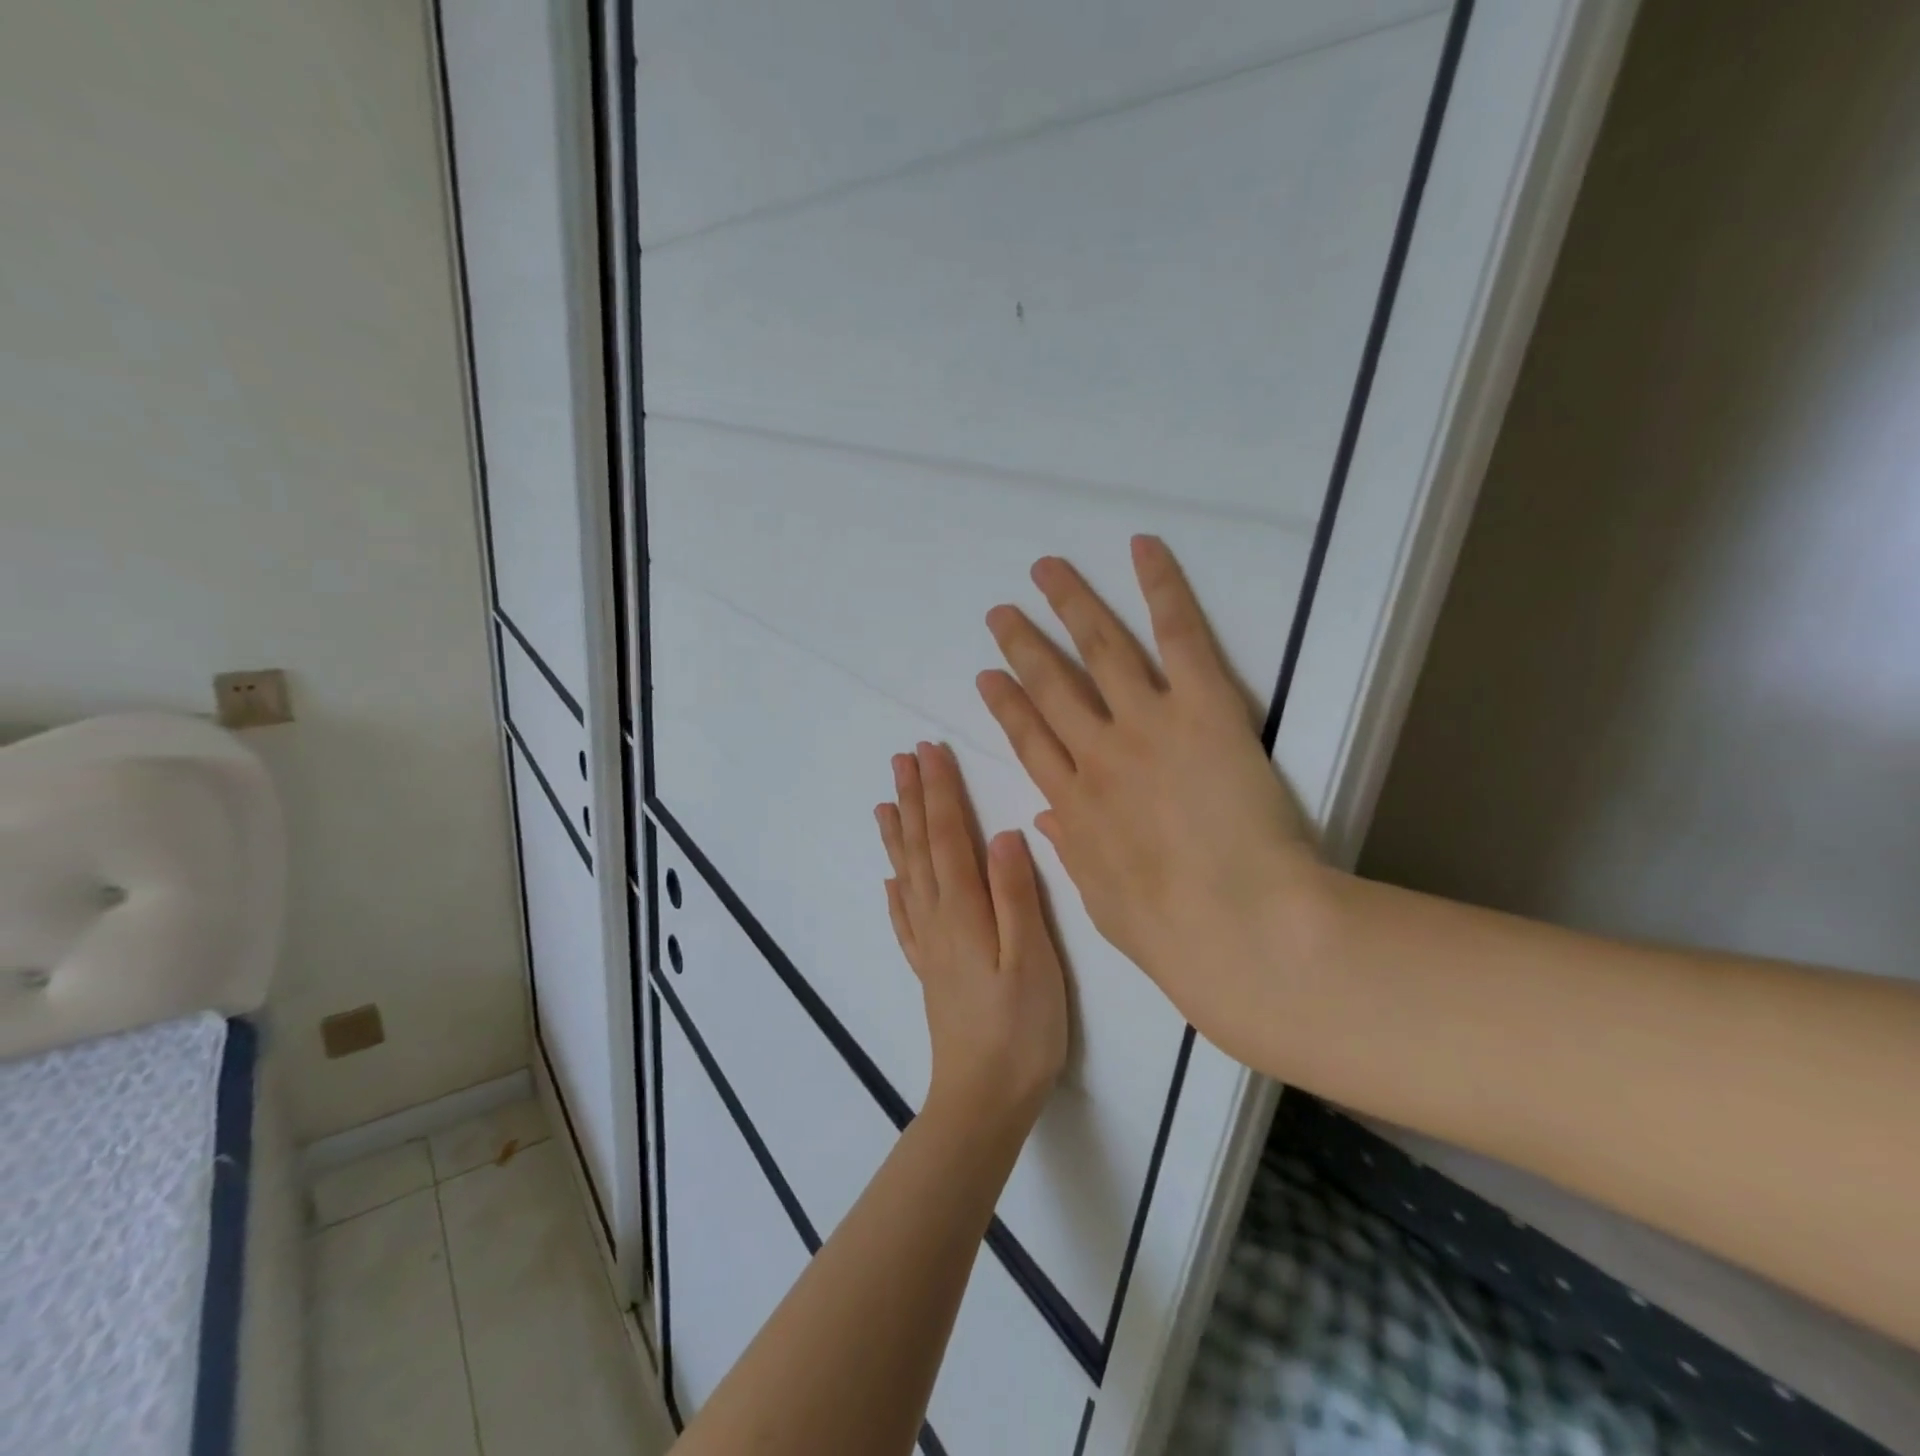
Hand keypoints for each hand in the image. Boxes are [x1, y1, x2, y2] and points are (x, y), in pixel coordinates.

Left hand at [875, 742, 1069, 1133]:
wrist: (983, 1100)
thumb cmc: (1020, 1030)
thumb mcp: (1032, 961)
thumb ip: (1016, 896)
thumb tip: (1002, 833)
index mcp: (965, 910)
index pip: (948, 836)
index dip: (940, 791)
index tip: (930, 751)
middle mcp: (938, 919)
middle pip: (921, 847)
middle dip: (913, 799)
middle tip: (902, 758)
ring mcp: (929, 946)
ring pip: (908, 875)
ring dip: (897, 834)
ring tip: (885, 802)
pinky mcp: (929, 970)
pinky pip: (905, 920)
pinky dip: (896, 892)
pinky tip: (890, 880)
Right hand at [976, 536, 1318, 1056]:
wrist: (1239, 928)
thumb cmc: (1174, 933)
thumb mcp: (1104, 903)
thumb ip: (1074, 853)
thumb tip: (1046, 818)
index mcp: (1075, 804)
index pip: (1029, 741)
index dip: (1006, 705)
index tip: (989, 677)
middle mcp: (1098, 754)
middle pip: (1051, 687)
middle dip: (1023, 646)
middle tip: (1001, 613)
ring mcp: (1146, 724)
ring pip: (1099, 649)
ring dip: (1070, 605)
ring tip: (1047, 570)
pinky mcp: (1204, 707)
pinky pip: (1178, 635)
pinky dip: (1160, 588)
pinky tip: (1142, 549)